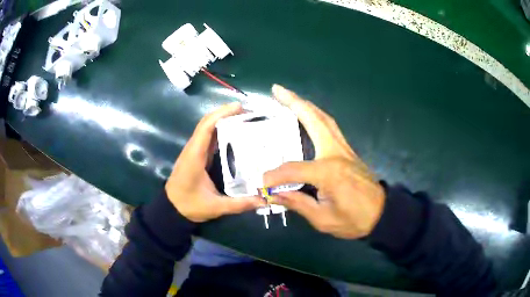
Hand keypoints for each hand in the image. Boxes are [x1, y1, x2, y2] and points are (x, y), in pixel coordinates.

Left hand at [165, 102, 263, 222]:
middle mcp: (193, 149)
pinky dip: (220, 131)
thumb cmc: (189, 205)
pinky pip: (208, 138)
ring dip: (223, 120)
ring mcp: (194, 151)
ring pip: (207, 129)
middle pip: (207, 123)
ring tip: (244, 118)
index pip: (206, 127)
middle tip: (248, 112)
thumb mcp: (215, 207)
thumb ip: (239, 204)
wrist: (172, 209)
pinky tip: (234, 133)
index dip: (221, 114)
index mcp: (195, 156)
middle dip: (226, 113)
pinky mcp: (196, 156)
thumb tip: (263, 199)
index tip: (240, 107)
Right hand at [264, 85, 384, 238]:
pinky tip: (309, 116)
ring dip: (306, 105)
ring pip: (324, 119)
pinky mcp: (348, 151)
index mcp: (329, 172)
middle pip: (314, 120)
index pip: (293, 169)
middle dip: (294, 102)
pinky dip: (317, 117)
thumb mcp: (324, 219)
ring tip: (289, 97)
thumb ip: (298, 203)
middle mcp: (336, 153)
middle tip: (277, 90)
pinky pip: (330, 127)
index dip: (275, 177)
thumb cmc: (354, 219)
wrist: (382, 214)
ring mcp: (344, 149)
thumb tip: (273, 193)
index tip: (262, 184)